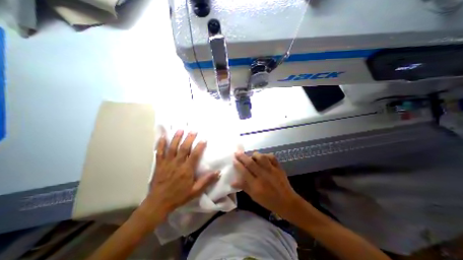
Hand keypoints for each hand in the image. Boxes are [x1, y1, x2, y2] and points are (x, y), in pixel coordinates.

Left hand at [145, 131, 218, 217]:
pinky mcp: (159, 164)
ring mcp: (167, 163)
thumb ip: (206, 181)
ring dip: (176, 138)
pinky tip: (163, 137)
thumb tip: (218, 172)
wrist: (158, 203)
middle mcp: (177, 164)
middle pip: (183, 148)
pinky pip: (159, 152)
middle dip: (189, 138)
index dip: (200, 146)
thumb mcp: (195, 191)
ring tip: (180, 129)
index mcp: (186, 170)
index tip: (204, 139)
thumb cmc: (179, 196)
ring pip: (172, 147)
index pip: (195, 155)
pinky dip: (161, 144)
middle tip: (193, 130)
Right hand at [234, 151, 302, 217]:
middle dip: (242, 156)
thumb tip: (232, 182)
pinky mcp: (279, 168)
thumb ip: (244, 187)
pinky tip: (263, 157)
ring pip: (261, 158)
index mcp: (256, 185)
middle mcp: (263, 176)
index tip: (234, 160)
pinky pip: (272, 157)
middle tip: (237, 152)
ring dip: (255, 155)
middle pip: (251, 163)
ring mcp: (272, 170)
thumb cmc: (268, 201)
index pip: (244, 172)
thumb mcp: (254, 196)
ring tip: (252, 156)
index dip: (238, 165)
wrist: (287, 202)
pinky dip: (266, 155)